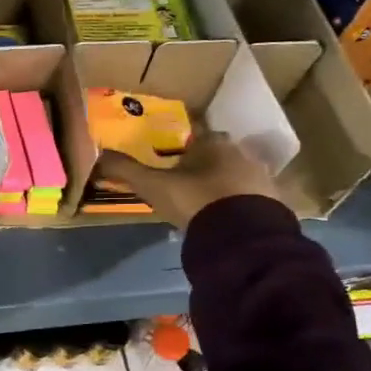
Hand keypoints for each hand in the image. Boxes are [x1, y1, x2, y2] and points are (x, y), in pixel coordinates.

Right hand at [97, 134, 281, 231]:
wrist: (243, 236)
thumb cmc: (195, 200)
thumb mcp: (153, 186)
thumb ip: (125, 170)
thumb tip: (98, 153)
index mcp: (213, 142)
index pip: (196, 134)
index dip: (182, 146)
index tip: (171, 160)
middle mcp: (241, 152)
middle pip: (217, 154)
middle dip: (203, 165)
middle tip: (184, 183)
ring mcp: (261, 177)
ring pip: (235, 175)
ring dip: (221, 185)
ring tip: (203, 204)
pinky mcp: (273, 202)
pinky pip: (249, 197)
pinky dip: (236, 204)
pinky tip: (223, 218)